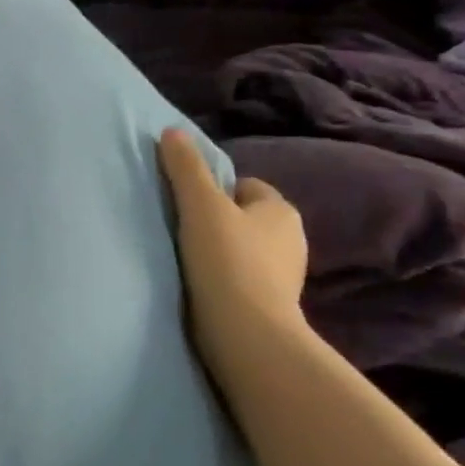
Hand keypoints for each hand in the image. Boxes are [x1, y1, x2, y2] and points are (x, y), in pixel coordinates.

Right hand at [158, 128, 307, 361]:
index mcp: (281, 210)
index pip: (244, 186)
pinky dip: (224, 280)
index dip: (213, 192)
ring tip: (186, 263)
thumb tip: (172, 131)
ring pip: (243, 250)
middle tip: (181, 233)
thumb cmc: (226, 261)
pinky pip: (242, 279)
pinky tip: (201, 287)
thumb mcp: (201, 206)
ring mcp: (284, 276)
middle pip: (243, 218)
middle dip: (217, 223)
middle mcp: (292, 239)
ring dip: (219, 253)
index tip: (186, 207)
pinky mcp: (271, 305)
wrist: (246, 334)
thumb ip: (186, 168)